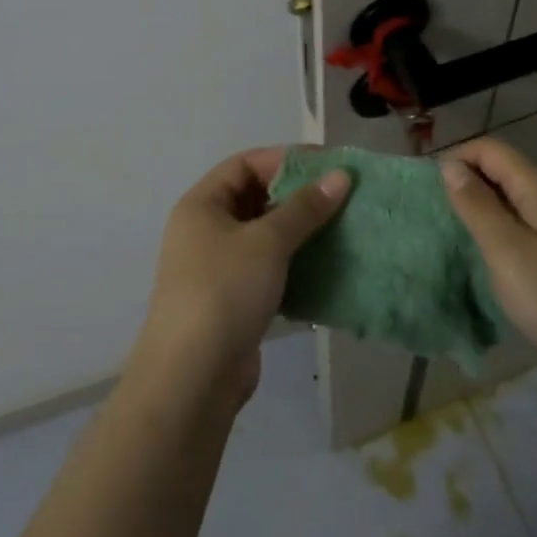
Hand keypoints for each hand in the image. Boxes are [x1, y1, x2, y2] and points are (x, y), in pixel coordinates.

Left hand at [130, 148, 349, 410]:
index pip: (245, 164)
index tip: (328, 165)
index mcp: (202, 205)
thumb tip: (340, 175)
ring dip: (300, 232)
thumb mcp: (267, 242)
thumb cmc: (225, 291)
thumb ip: (304, 208)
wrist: (193, 377)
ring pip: (265, 236)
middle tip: (342, 197)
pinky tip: (327, 267)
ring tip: (343, 229)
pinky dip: (295, 264)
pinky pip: (269, 269)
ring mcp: (219, 267)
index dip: (285, 159)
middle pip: (256, 198)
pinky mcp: (234, 300)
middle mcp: (206, 230)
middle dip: (297, 196)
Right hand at [440, 138, 536, 388]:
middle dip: (468, 181)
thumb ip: (477, 206)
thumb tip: (451, 166)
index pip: (492, 150)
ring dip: (484, 208)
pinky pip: (528, 227)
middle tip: (438, 215)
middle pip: (506, 171)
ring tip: (459, 237)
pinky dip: (503, 231)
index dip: (458, 158)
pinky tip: (494, 260)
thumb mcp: (506, 252)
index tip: (429, 189)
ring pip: (517, 201)